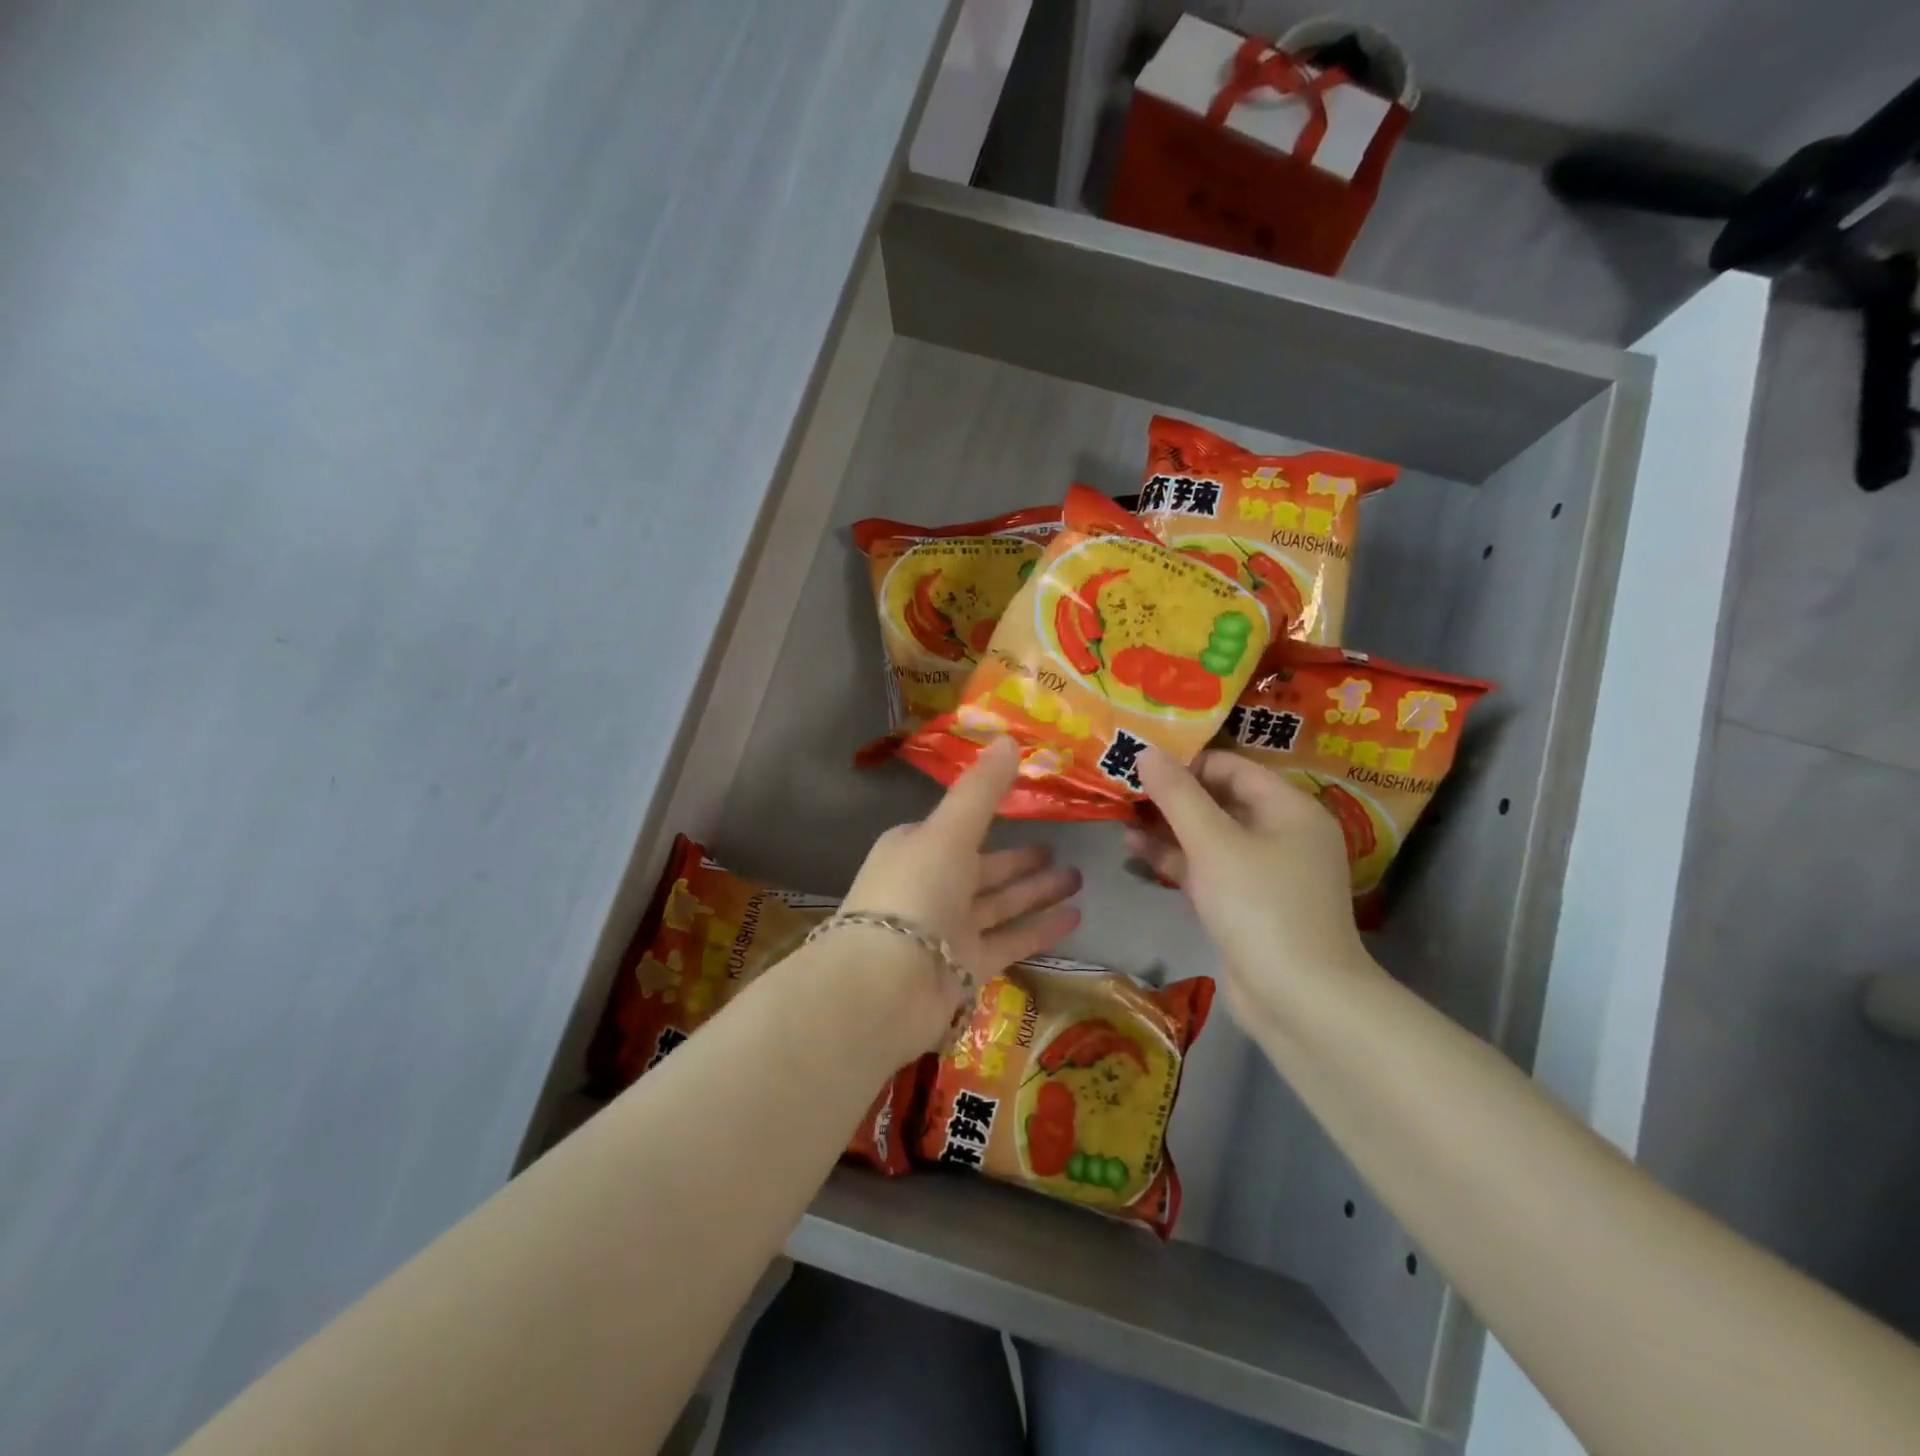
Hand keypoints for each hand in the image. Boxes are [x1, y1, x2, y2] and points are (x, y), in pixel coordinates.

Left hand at [842, 738, 1081, 1047]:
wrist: (885, 986)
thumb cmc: (915, 892)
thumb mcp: (950, 830)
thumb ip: (982, 790)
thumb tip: (1008, 737)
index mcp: (915, 848)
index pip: (957, 828)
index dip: (989, 816)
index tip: (1025, 806)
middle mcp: (931, 887)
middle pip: (983, 868)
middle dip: (1020, 860)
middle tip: (1061, 849)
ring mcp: (947, 929)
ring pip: (999, 905)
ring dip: (1036, 892)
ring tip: (1079, 878)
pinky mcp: (965, 967)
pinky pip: (1008, 940)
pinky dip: (1039, 929)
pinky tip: (1075, 917)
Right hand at [1129, 747, 1372, 1031]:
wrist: (1300, 1001)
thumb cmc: (1260, 907)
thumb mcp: (1214, 843)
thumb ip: (1178, 796)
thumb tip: (1147, 751)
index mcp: (1290, 809)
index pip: (1233, 767)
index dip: (1187, 762)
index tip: (1140, 762)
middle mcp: (1282, 834)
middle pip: (1220, 801)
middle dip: (1171, 796)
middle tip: (1122, 787)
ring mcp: (1264, 873)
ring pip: (1209, 837)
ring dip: (1167, 828)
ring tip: (1119, 817)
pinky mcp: (1246, 904)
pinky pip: (1208, 868)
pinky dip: (1175, 859)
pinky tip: (1135, 849)